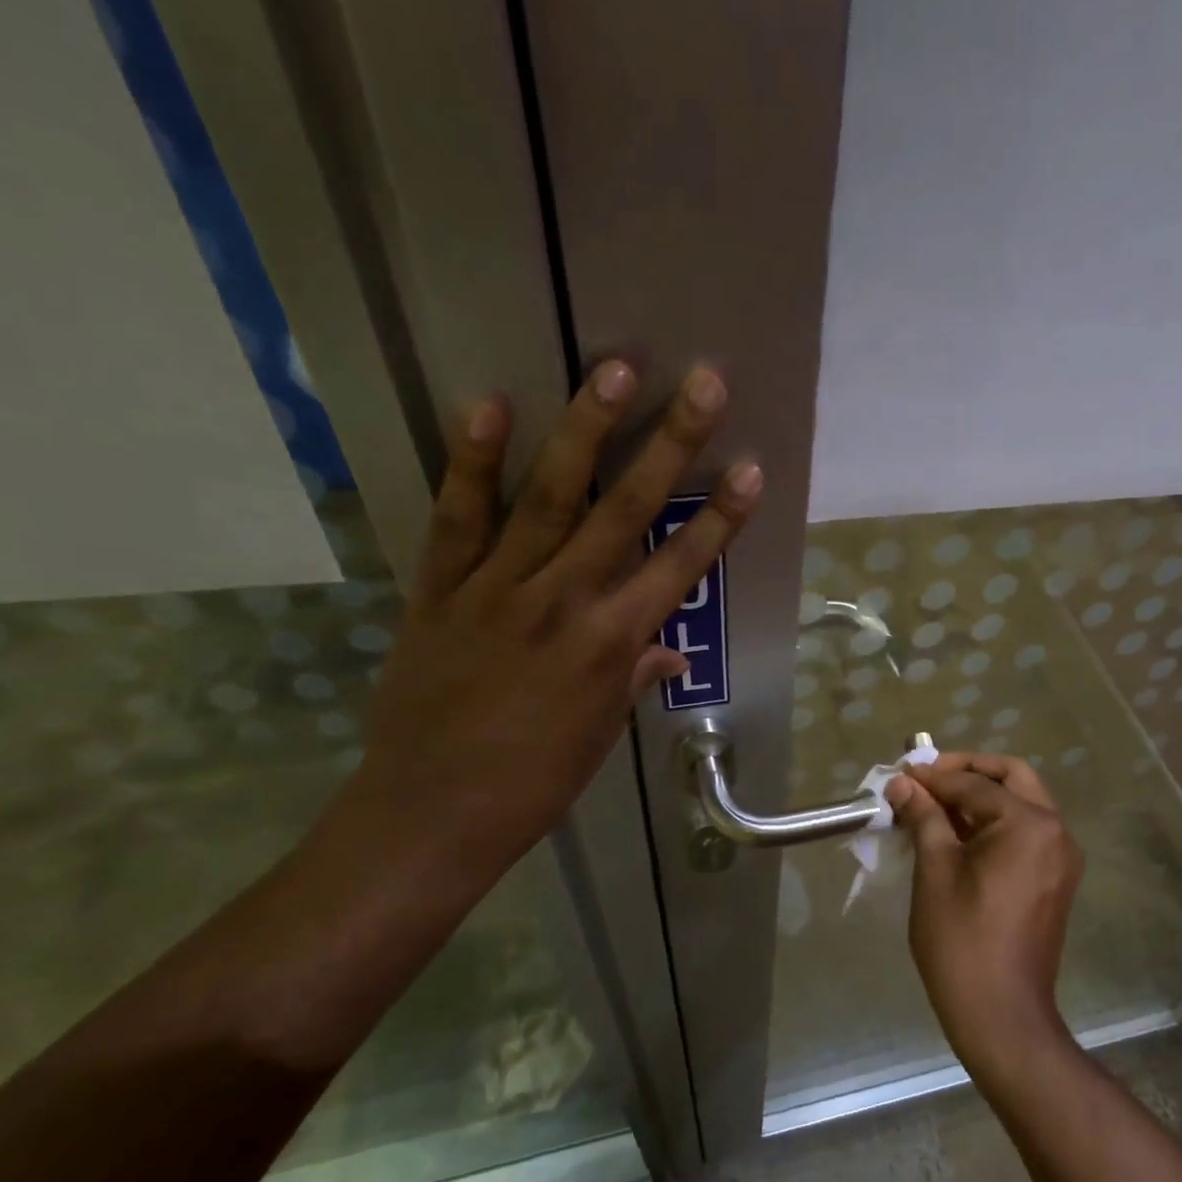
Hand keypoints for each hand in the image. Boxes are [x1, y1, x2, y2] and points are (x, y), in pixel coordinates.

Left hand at [347, 360, 759, 884]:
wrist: (430, 814)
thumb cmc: (531, 785)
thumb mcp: (599, 736)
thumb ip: (633, 677)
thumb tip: (668, 648)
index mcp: (610, 645)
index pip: (679, 568)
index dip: (720, 519)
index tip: (752, 469)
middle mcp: (563, 602)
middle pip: (626, 512)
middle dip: (671, 445)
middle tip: (703, 382)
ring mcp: (497, 589)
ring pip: (549, 498)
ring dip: (586, 430)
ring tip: (616, 367)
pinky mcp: (440, 590)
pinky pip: (458, 518)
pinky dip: (472, 462)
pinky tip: (490, 404)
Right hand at [887, 753, 1082, 1078]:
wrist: (1001, 1014)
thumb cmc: (961, 940)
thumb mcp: (934, 871)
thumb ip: (923, 817)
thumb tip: (903, 784)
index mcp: (1029, 824)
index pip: (975, 784)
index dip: (933, 777)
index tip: (900, 774)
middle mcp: (1055, 831)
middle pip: (1012, 778)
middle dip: (968, 772)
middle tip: (927, 778)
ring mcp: (1060, 856)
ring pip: (1021, 804)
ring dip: (980, 796)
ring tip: (934, 805)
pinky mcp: (1055, 879)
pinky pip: (1025, 832)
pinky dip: (993, 823)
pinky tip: (956, 833)